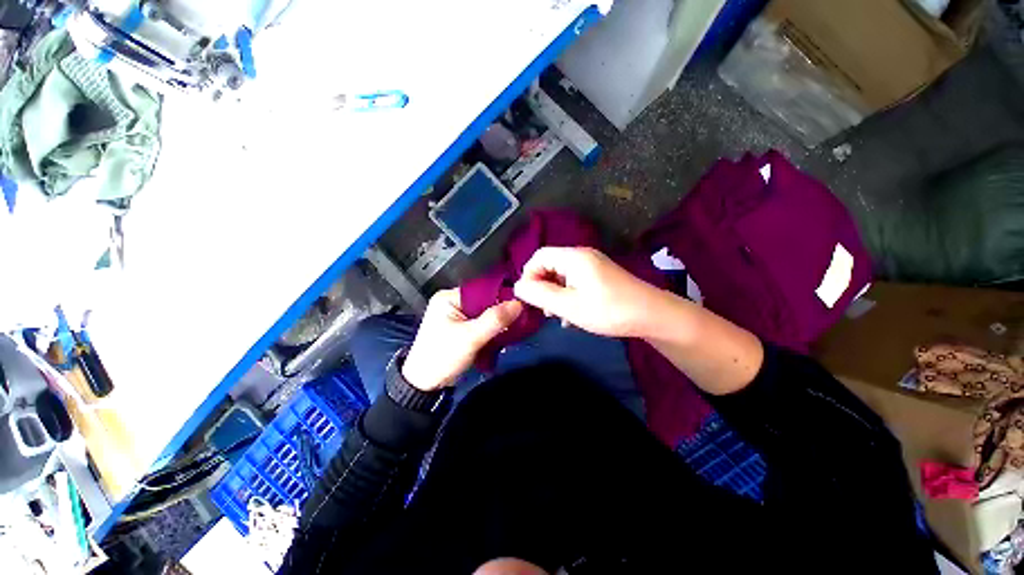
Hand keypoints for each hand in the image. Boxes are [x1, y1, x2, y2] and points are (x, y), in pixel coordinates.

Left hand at [402, 289, 522, 390]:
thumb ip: (495, 319)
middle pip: (484, 302)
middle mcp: (451, 303)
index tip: (520, 305)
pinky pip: (480, 324)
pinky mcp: (459, 330)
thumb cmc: (443, 357)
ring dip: (497, 322)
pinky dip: (491, 330)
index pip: (482, 290)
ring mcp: (455, 317)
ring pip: (484, 314)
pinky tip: (503, 335)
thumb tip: (519, 303)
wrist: (424, 386)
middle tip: (521, 318)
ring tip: (515, 327)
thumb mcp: (470, 337)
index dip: (501, 296)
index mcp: (448, 297)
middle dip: (500, 312)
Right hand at [512, 247, 663, 337]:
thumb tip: (517, 286)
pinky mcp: (600, 276)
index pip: (539, 256)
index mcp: (574, 257)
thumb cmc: (609, 310)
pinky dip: (568, 295)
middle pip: (550, 265)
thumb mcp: (569, 306)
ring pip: (561, 275)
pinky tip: (571, 315)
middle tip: (544, 310)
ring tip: (557, 316)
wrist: (653, 316)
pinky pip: (575, 281)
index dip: (528, 275)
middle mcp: (582, 256)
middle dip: (542, 287)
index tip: (528, 298)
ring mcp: (593, 265)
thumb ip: (540, 294)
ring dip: (554, 294)